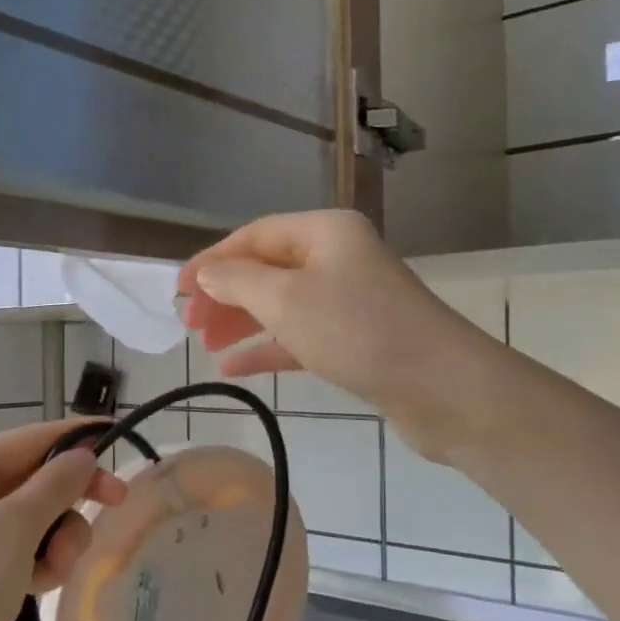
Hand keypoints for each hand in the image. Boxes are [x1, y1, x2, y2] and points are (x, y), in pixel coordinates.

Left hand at [0, 420, 125, 620]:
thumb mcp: (12, 528)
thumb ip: (55, 485)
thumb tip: (81, 454)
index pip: (29, 439)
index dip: (76, 438)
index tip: (120, 438)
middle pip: (33, 480)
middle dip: (68, 499)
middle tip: (115, 506)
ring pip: (32, 520)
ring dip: (56, 539)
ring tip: (55, 571)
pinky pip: (19, 553)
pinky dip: (38, 563)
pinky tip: (40, 587)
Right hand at [178, 210, 499, 460]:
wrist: (443, 388)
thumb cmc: (358, 330)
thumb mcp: (286, 300)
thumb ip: (237, 282)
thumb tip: (207, 273)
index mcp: (325, 232)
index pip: (254, 235)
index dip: (212, 259)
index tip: (177, 291)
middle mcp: (339, 259)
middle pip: (267, 269)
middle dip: (225, 295)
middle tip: (189, 327)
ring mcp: (350, 301)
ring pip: (282, 305)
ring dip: (243, 323)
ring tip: (206, 347)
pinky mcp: (357, 341)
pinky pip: (301, 337)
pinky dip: (269, 349)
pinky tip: (235, 368)